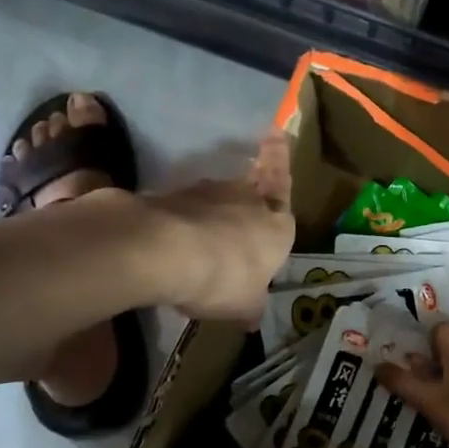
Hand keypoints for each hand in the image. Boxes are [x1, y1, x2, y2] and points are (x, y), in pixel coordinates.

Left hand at [142, 128, 294, 320]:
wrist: (165, 250)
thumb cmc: (225, 277)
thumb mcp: (244, 304)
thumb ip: (249, 305)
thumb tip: (251, 317)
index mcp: (276, 223)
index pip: (283, 185)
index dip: (279, 159)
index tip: (276, 130)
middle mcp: (246, 199)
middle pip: (249, 190)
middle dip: (247, 194)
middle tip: (242, 205)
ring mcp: (205, 194)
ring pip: (215, 199)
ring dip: (211, 213)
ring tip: (202, 241)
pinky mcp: (170, 197)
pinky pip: (183, 210)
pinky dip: (182, 223)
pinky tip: (173, 245)